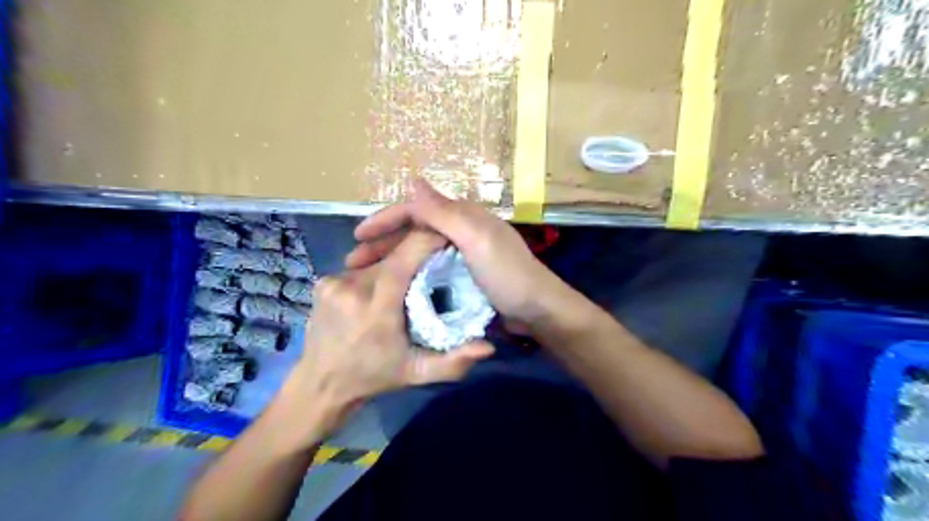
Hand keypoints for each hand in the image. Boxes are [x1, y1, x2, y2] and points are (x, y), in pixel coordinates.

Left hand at [289, 228, 496, 430]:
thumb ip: (453, 362)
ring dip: (394, 267)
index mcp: (377, 307)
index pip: (407, 255)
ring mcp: (333, 281)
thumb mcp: (417, 373)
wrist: (319, 385)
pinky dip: (374, 275)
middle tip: (431, 272)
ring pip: (377, 261)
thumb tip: (487, 347)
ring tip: (404, 286)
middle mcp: (353, 286)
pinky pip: (359, 269)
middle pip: (394, 256)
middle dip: (415, 259)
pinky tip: (377, 293)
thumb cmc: (373, 377)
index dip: (431, 240)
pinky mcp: (322, 281)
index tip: (448, 240)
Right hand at [346, 178, 569, 325]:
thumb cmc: (508, 275)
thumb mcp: (476, 240)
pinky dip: (409, 274)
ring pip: (418, 251)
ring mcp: (462, 254)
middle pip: (413, 230)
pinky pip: (429, 269)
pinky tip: (394, 286)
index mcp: (463, 217)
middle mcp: (461, 231)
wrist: (538, 311)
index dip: (385, 219)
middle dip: (383, 242)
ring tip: (367, 276)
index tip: (357, 236)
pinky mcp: (464, 276)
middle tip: (354, 262)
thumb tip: (413, 179)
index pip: (416, 210)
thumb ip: (445, 213)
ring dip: (392, 259)